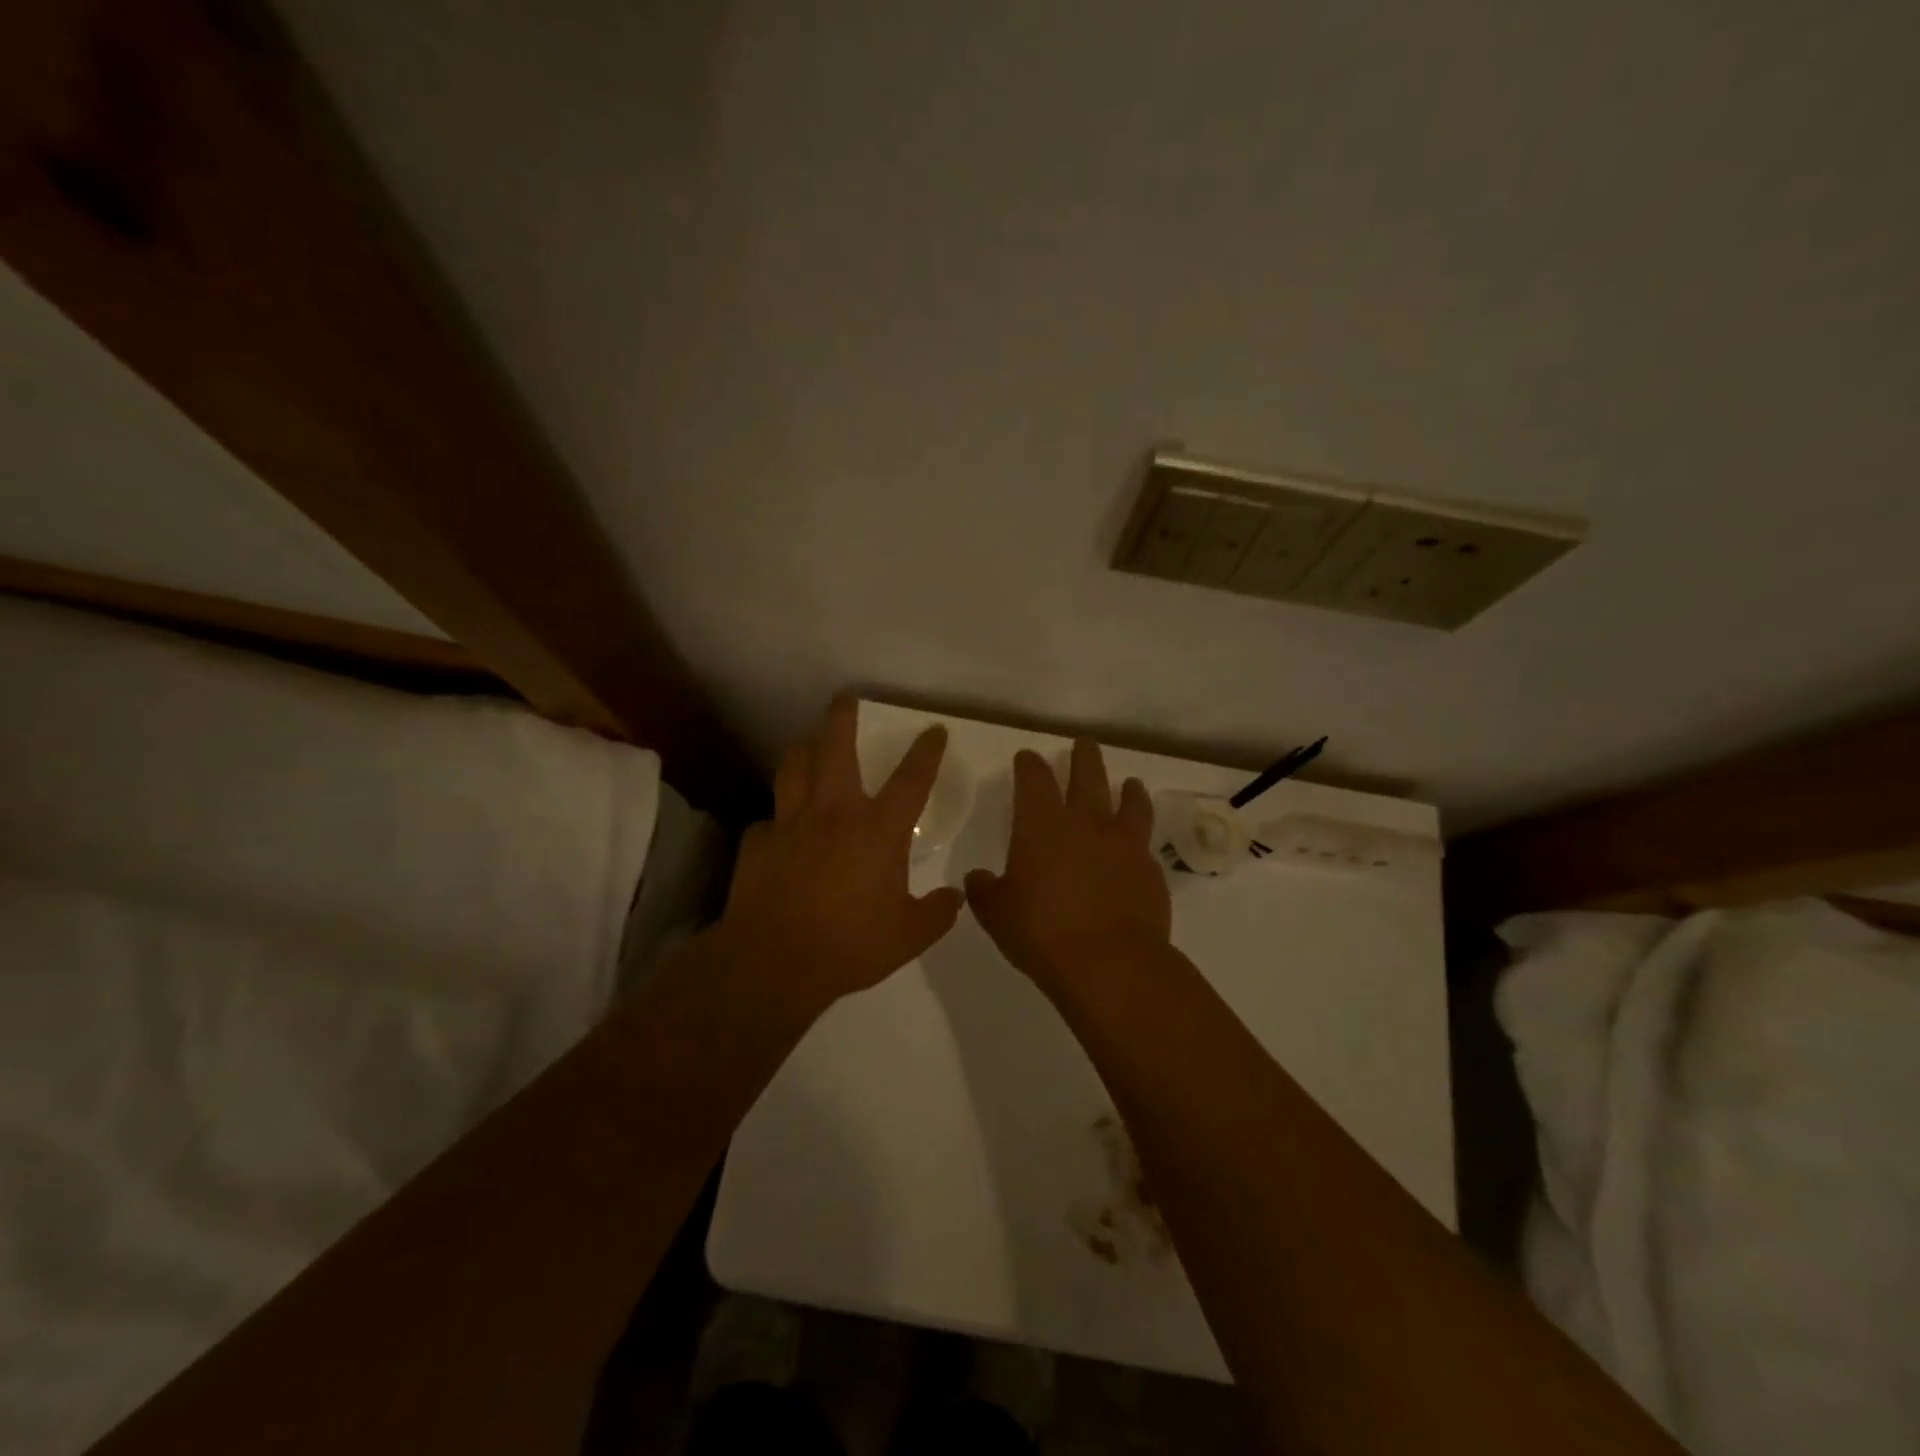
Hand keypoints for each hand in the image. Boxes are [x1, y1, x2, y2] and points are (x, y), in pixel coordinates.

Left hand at [719, 697, 964, 1014]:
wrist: (776, 961)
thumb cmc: (851, 944)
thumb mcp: (908, 936)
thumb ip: (937, 913)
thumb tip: (956, 897)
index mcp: (878, 830)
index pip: (911, 779)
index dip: (926, 751)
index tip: (934, 730)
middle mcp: (834, 813)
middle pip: (837, 749)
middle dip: (842, 718)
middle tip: (845, 698)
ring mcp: (791, 824)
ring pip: (794, 768)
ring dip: (803, 750)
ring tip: (807, 744)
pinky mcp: (759, 843)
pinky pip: (768, 821)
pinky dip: (776, 821)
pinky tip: (778, 830)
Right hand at [965, 739, 1171, 996]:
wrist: (1110, 964)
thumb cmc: (1042, 934)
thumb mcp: (997, 915)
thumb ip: (985, 891)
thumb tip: (977, 877)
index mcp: (1042, 825)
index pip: (1034, 779)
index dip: (1029, 764)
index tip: (1027, 757)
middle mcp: (1085, 823)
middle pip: (1087, 775)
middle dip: (1083, 756)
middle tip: (1084, 744)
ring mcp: (1124, 844)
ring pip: (1129, 801)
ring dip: (1127, 789)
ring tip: (1128, 783)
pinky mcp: (1150, 869)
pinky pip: (1145, 843)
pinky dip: (1139, 838)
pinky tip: (1137, 846)